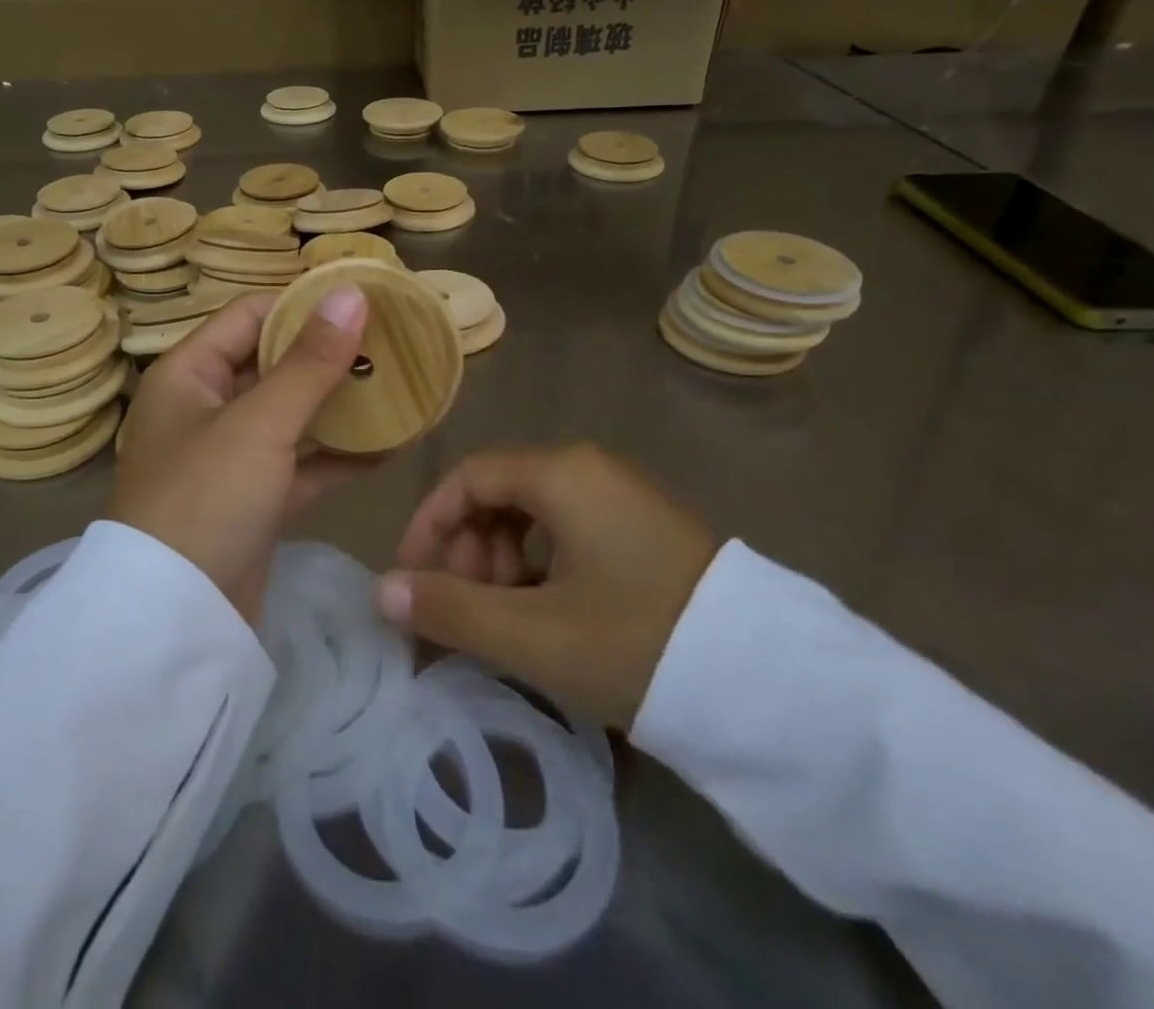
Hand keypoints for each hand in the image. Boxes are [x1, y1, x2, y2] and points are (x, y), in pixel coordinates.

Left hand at [112, 285, 369, 623]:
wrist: (174, 621)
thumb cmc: (205, 498)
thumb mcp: (259, 423)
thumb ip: (309, 361)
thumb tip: (351, 293)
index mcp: (188, 374)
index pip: (249, 316)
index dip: (302, 304)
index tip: (360, 299)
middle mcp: (204, 408)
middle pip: (272, 365)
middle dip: (327, 356)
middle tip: (388, 342)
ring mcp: (229, 457)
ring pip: (290, 416)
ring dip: (338, 406)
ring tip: (397, 386)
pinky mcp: (252, 500)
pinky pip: (300, 464)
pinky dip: (338, 456)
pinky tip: (390, 446)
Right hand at [378, 444, 719, 729]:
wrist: (773, 685)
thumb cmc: (636, 643)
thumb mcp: (533, 635)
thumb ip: (450, 610)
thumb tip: (380, 592)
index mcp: (560, 473)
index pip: (467, 478)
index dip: (429, 525)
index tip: (412, 579)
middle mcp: (589, 468)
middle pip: (498, 493)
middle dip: (466, 548)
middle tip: (462, 608)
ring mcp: (621, 495)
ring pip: (533, 513)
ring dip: (500, 560)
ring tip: (503, 618)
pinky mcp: (644, 526)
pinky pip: (568, 528)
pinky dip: (539, 564)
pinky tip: (546, 613)